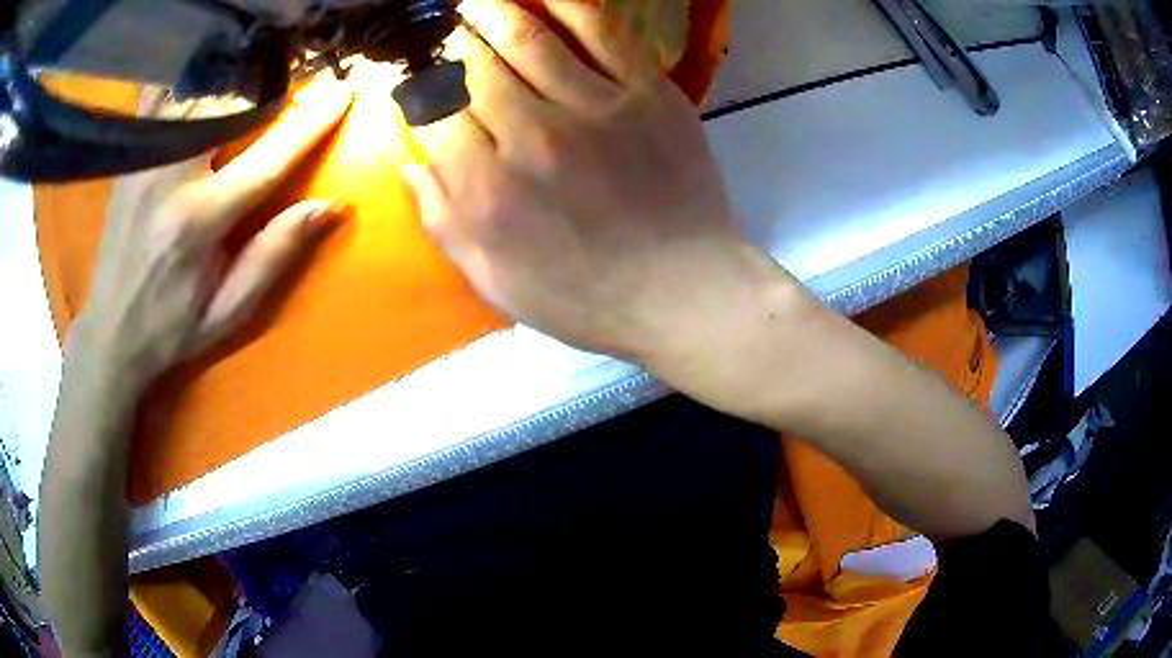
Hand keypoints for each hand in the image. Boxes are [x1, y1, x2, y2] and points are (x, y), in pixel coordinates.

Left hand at [74, 76, 352, 390]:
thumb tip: (331, 206)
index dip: (311, 123)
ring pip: (198, 93)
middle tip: (303, 69)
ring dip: (235, 78)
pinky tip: (206, 72)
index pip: (268, 158)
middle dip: (273, 84)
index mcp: (199, 221)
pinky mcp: (132, 157)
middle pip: (231, 106)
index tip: (345, 91)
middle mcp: (170, 177)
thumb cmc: (172, 327)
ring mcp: (146, 161)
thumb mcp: (229, 310)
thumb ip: (275, 255)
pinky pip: (162, 98)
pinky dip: (188, 78)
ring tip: (263, 67)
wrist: (110, 334)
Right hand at [405, 0, 779, 360]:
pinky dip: (568, 4)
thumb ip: (443, 221)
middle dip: (447, 39)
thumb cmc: (586, 298)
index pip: (430, 113)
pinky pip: (601, 32)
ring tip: (474, 1)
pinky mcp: (646, 93)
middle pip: (470, 67)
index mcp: (486, 190)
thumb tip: (409, 162)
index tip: (415, 77)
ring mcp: (593, 108)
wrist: (684, 291)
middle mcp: (530, 137)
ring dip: (491, 10)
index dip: (415, 87)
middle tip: (442, 25)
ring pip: (525, 38)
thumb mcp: (495, 282)